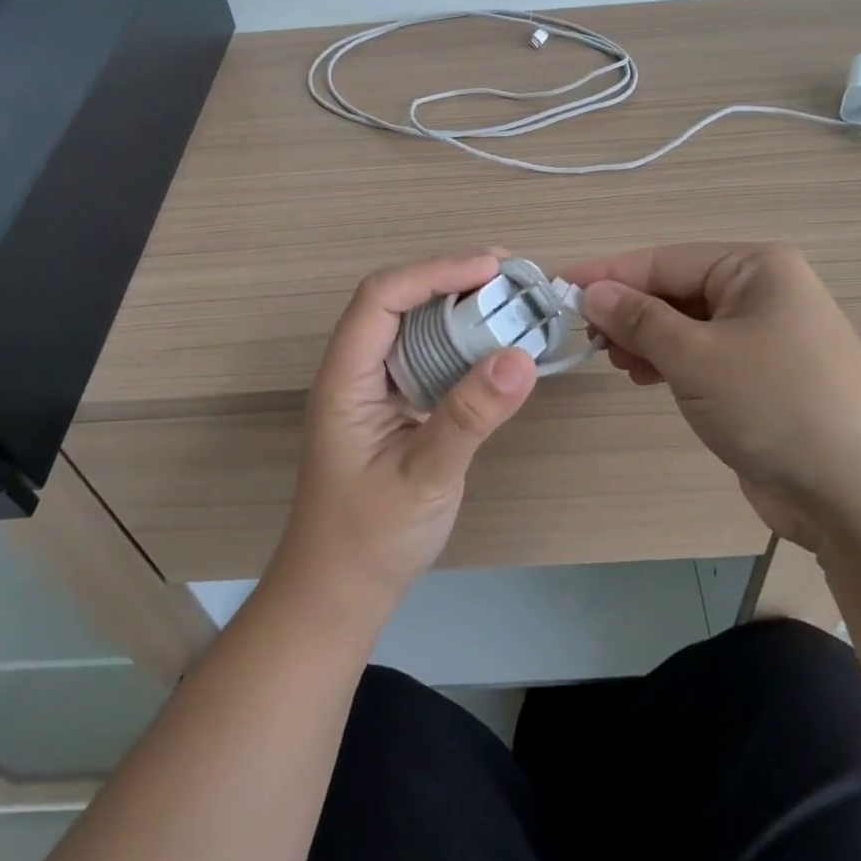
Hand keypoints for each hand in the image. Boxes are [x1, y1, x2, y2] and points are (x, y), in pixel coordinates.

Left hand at [274, 251, 537, 622]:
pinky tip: (495, 345)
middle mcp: (356, 373)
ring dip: (458, 307)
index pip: (381, 298)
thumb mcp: (424, 477)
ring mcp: (375, 390)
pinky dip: (462, 343)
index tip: (491, 268)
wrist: (339, 593)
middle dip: (450, 278)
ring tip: (509, 298)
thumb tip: (520, 356)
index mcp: (345, 378)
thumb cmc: (369, 539)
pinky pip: (427, 359)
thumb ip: (469, 417)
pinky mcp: (395, 409)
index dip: (434, 271)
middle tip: (510, 273)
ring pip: (413, 327)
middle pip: (396, 302)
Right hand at [565, 243, 860, 546]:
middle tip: (586, 337)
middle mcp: (761, 293)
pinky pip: (701, 357)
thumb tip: (592, 292)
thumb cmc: (776, 403)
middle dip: (628, 311)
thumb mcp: (697, 356)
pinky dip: (669, 363)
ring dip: (645, 339)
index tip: (556, 286)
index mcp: (754, 268)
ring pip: (686, 326)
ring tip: (613, 360)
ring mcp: (763, 339)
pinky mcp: (760, 380)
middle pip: (675, 290)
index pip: (664, 260)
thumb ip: (639, 319)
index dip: (608, 274)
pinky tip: (645, 377)